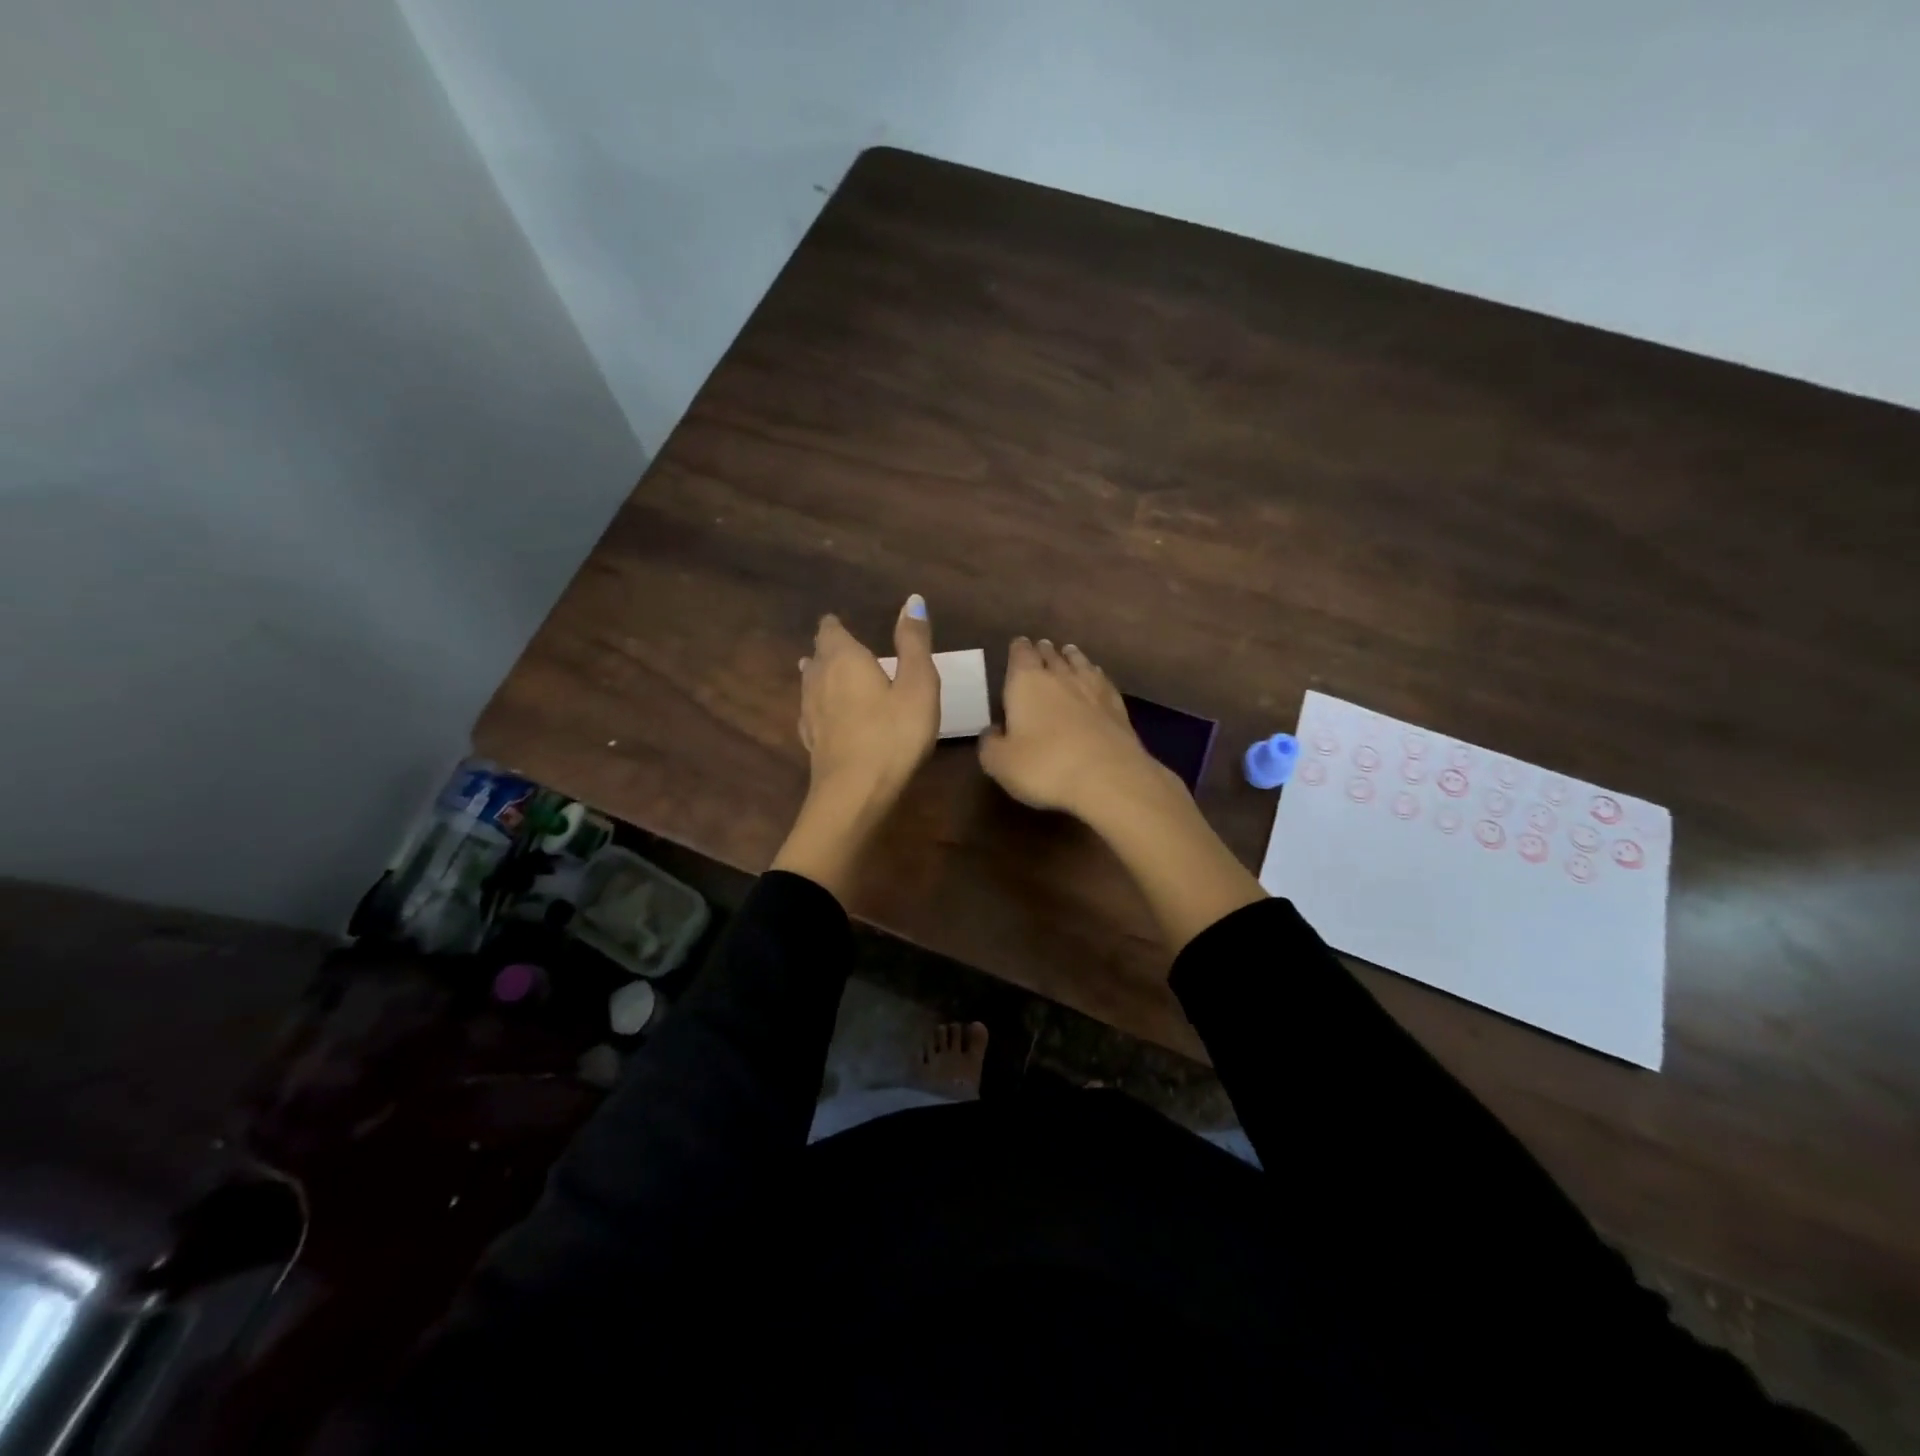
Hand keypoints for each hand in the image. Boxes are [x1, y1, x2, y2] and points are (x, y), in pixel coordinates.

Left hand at [796, 596, 939, 804]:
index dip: (836, 625)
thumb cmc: (893, 734)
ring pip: (810, 683)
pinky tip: (823, 713)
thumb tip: (912, 599)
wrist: (856, 793)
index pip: (831, 630)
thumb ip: (914, 642)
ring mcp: (810, 712)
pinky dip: (819, 705)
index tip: (842, 623)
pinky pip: (811, 711)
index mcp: (844, 659)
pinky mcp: (811, 741)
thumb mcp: (918, 684)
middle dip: (827, 648)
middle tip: (840, 645)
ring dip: (819, 674)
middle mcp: (819, 679)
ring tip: (827, 671)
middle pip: (818, 655)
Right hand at [978, 638, 1175, 821]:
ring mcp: (1092, 688)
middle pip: (1050, 654)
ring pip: (1079, 662)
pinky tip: (1096, 678)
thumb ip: (990, 744)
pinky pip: (1102, 680)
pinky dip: (1095, 675)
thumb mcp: (1000, 763)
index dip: (1018, 649)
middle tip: (1040, 648)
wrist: (1108, 777)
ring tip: (1067, 653)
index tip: (1018, 645)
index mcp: (1026, 682)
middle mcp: (1059, 675)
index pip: (1020, 654)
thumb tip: (993, 731)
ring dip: (1070, 657)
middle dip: (1043, 651)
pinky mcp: (1117, 705)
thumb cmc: (1045, 766)